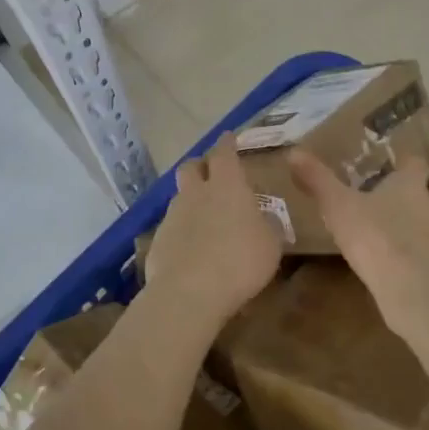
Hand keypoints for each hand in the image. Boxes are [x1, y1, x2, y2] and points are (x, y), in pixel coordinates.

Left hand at [143, 134, 281, 329]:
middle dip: (201, 166)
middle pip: (191, 167)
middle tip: (212, 173)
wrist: (189, 292)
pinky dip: (182, 230)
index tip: (229, 137)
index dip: (227, 144)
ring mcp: (172, 216)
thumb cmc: (240, 262)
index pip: (224, 153)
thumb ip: (266, 226)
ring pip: (180, 197)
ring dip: (191, 200)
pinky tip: (191, 247)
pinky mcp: (158, 240)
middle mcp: (196, 193)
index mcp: (227, 186)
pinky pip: (172, 226)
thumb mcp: (271, 245)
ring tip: (204, 216)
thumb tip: (263, 219)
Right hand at [289, 152, 428, 326]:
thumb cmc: (374, 234)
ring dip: (420, 227)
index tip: (395, 165)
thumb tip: (293, 152)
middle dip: (422, 197)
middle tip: (400, 202)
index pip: (417, 164)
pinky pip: (428, 256)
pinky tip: (396, 264)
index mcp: (410, 185)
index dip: (407, 164)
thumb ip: (318, 180)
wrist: (410, 285)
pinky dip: (416, 256)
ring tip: (395, 235)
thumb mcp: (337, 205)